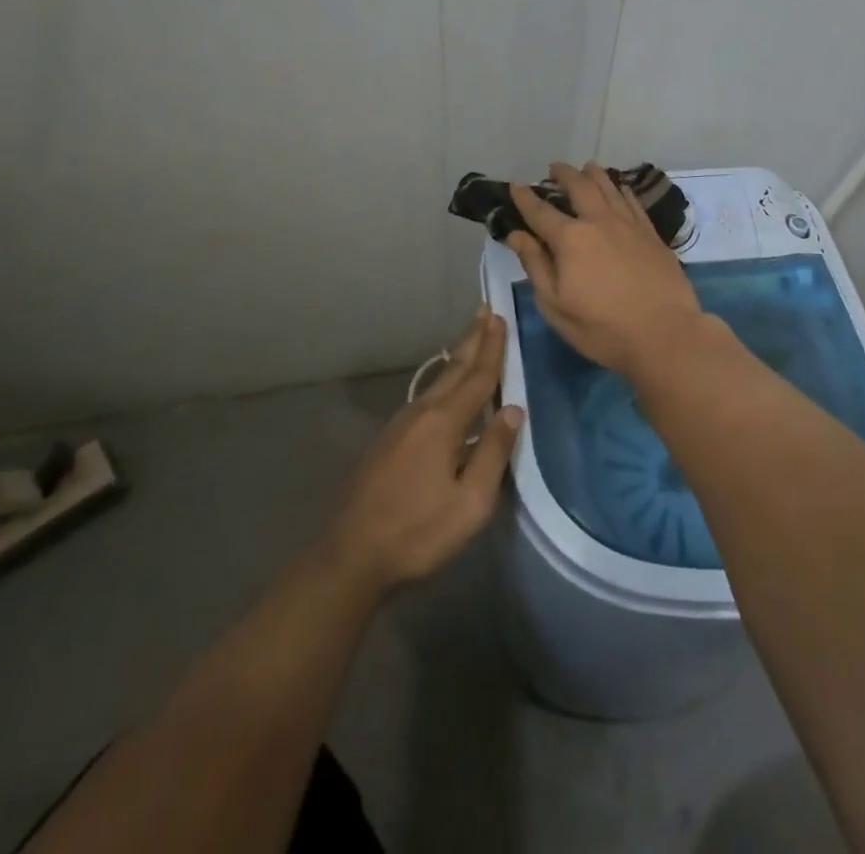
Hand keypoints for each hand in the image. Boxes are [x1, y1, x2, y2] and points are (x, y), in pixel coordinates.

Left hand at [323, 309, 522, 594]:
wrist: (351, 554)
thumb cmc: (418, 532)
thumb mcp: (470, 502)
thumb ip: (493, 452)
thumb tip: (513, 409)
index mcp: (444, 423)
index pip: (477, 377)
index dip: (492, 348)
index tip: (500, 317)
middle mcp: (421, 413)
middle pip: (454, 369)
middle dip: (472, 339)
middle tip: (485, 310)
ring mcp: (401, 424)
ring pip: (437, 381)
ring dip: (458, 357)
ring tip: (472, 339)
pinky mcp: (389, 440)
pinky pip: (426, 397)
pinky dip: (444, 380)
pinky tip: (446, 388)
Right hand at [506, 162, 705, 376]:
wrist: (665, 333)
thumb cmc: (602, 328)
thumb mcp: (556, 305)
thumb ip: (536, 265)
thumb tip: (517, 235)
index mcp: (570, 239)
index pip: (541, 211)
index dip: (525, 197)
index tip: (515, 185)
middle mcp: (599, 221)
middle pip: (579, 186)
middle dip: (563, 174)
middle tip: (554, 168)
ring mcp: (629, 224)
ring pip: (609, 186)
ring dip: (593, 174)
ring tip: (586, 168)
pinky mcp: (651, 233)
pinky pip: (633, 200)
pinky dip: (621, 189)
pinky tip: (619, 188)